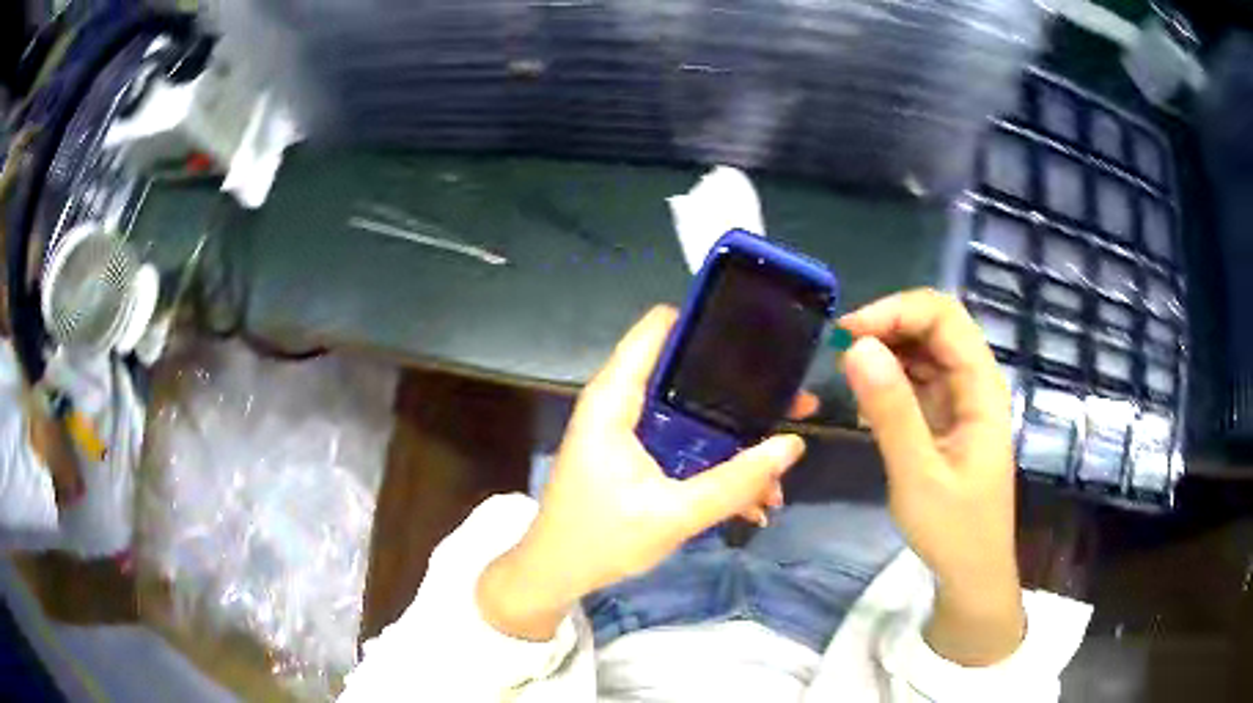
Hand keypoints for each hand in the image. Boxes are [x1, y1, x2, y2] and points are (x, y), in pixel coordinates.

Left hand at [477, 306, 806, 640]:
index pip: (660, 328)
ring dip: (737, 440)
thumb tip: (792, 444)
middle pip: (688, 371)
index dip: (709, 322)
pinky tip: (752, 500)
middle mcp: (622, 403)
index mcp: (615, 399)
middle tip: (795, 404)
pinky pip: (686, 446)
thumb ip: (735, 482)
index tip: (762, 334)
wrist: (557, 575)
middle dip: (743, 391)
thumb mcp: (674, 514)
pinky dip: (717, 465)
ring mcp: (630, 430)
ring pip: (695, 415)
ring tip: (779, 469)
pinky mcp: (637, 456)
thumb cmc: (601, 540)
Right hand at [840, 289, 1023, 664]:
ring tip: (849, 374)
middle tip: (842, 351)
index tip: (849, 334)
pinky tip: (868, 401)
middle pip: (935, 325)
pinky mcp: (947, 417)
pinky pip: (918, 379)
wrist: (971, 572)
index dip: (896, 311)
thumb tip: (855, 347)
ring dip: (887, 350)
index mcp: (981, 387)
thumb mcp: (918, 474)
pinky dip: (890, 379)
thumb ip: (890, 410)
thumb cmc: (953, 528)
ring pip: (925, 349)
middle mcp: (975, 382)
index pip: (944, 317)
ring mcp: (961, 399)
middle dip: (888, 325)